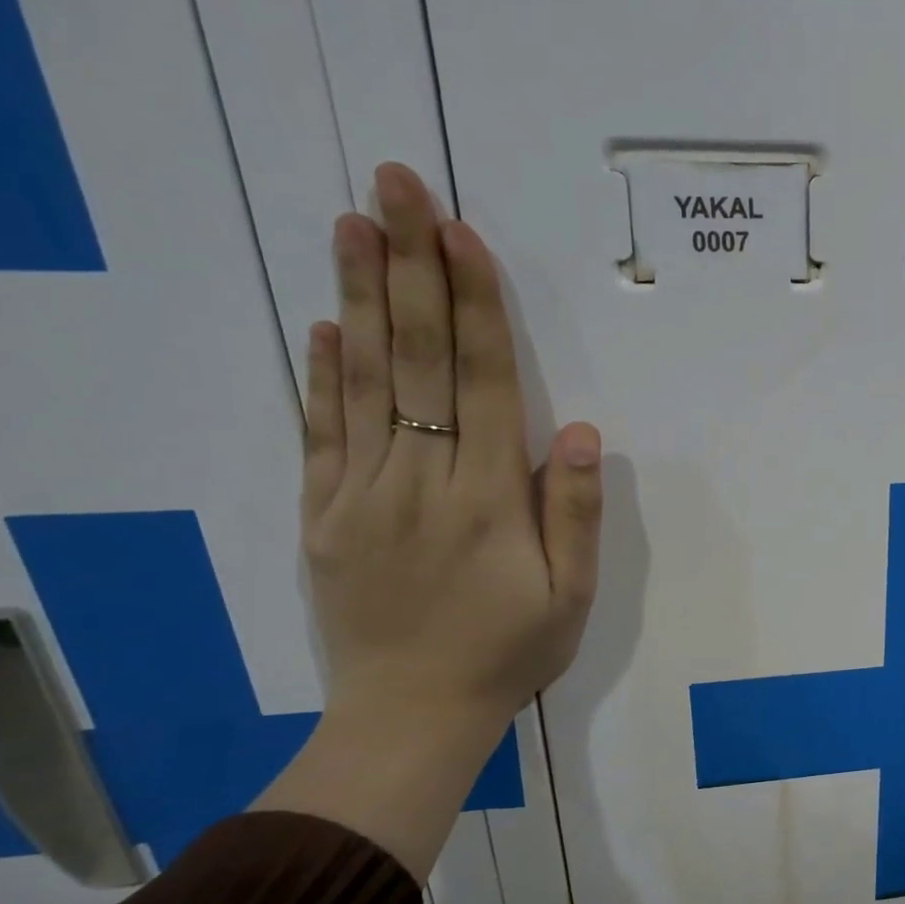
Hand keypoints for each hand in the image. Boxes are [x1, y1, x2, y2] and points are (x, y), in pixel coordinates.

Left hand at [302, 163, 601, 730]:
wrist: (411, 718)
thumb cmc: (507, 655)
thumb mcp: (571, 597)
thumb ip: (574, 513)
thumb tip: (583, 433)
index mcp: (488, 500)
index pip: (483, 383)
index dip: (475, 305)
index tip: (459, 233)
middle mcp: (421, 482)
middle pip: (419, 361)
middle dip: (410, 268)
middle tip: (394, 185)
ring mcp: (361, 496)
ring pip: (364, 383)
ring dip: (361, 299)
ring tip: (352, 225)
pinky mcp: (322, 518)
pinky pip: (321, 435)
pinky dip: (321, 376)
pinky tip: (325, 326)